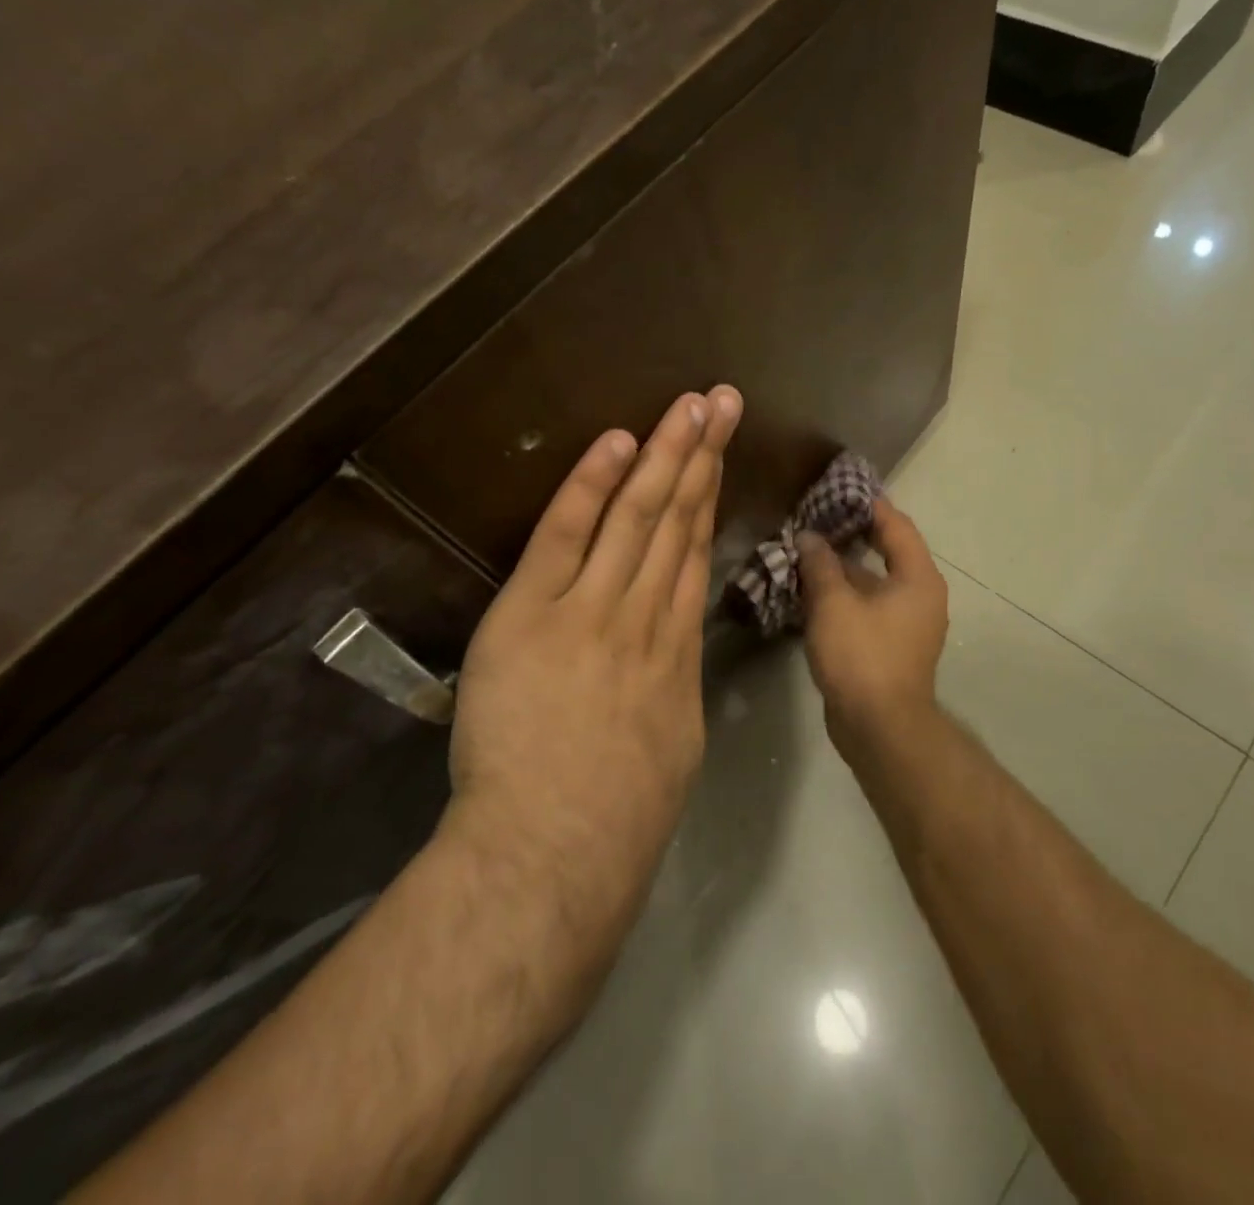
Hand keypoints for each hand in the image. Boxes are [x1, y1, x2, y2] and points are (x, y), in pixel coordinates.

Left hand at [450, 386, 741, 909]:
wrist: (559, 852)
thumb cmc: (620, 817)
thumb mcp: (671, 746)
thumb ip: (670, 689)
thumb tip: (669, 657)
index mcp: (676, 650)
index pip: (694, 555)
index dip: (708, 499)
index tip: (718, 455)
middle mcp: (645, 616)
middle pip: (678, 521)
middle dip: (700, 456)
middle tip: (720, 401)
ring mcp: (592, 610)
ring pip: (638, 518)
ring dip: (664, 456)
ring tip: (688, 406)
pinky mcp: (534, 614)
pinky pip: (566, 536)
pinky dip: (591, 486)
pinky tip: (616, 443)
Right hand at [797, 497, 948, 756]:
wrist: (879, 728)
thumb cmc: (862, 656)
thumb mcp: (834, 603)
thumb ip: (821, 564)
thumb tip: (809, 537)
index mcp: (918, 578)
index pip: (896, 526)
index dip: (869, 505)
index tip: (840, 490)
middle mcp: (921, 596)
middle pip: (888, 551)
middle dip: (853, 535)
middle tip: (818, 518)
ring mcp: (908, 624)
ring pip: (875, 582)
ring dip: (844, 568)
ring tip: (808, 551)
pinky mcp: (892, 646)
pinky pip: (869, 607)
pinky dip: (846, 595)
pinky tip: (813, 591)